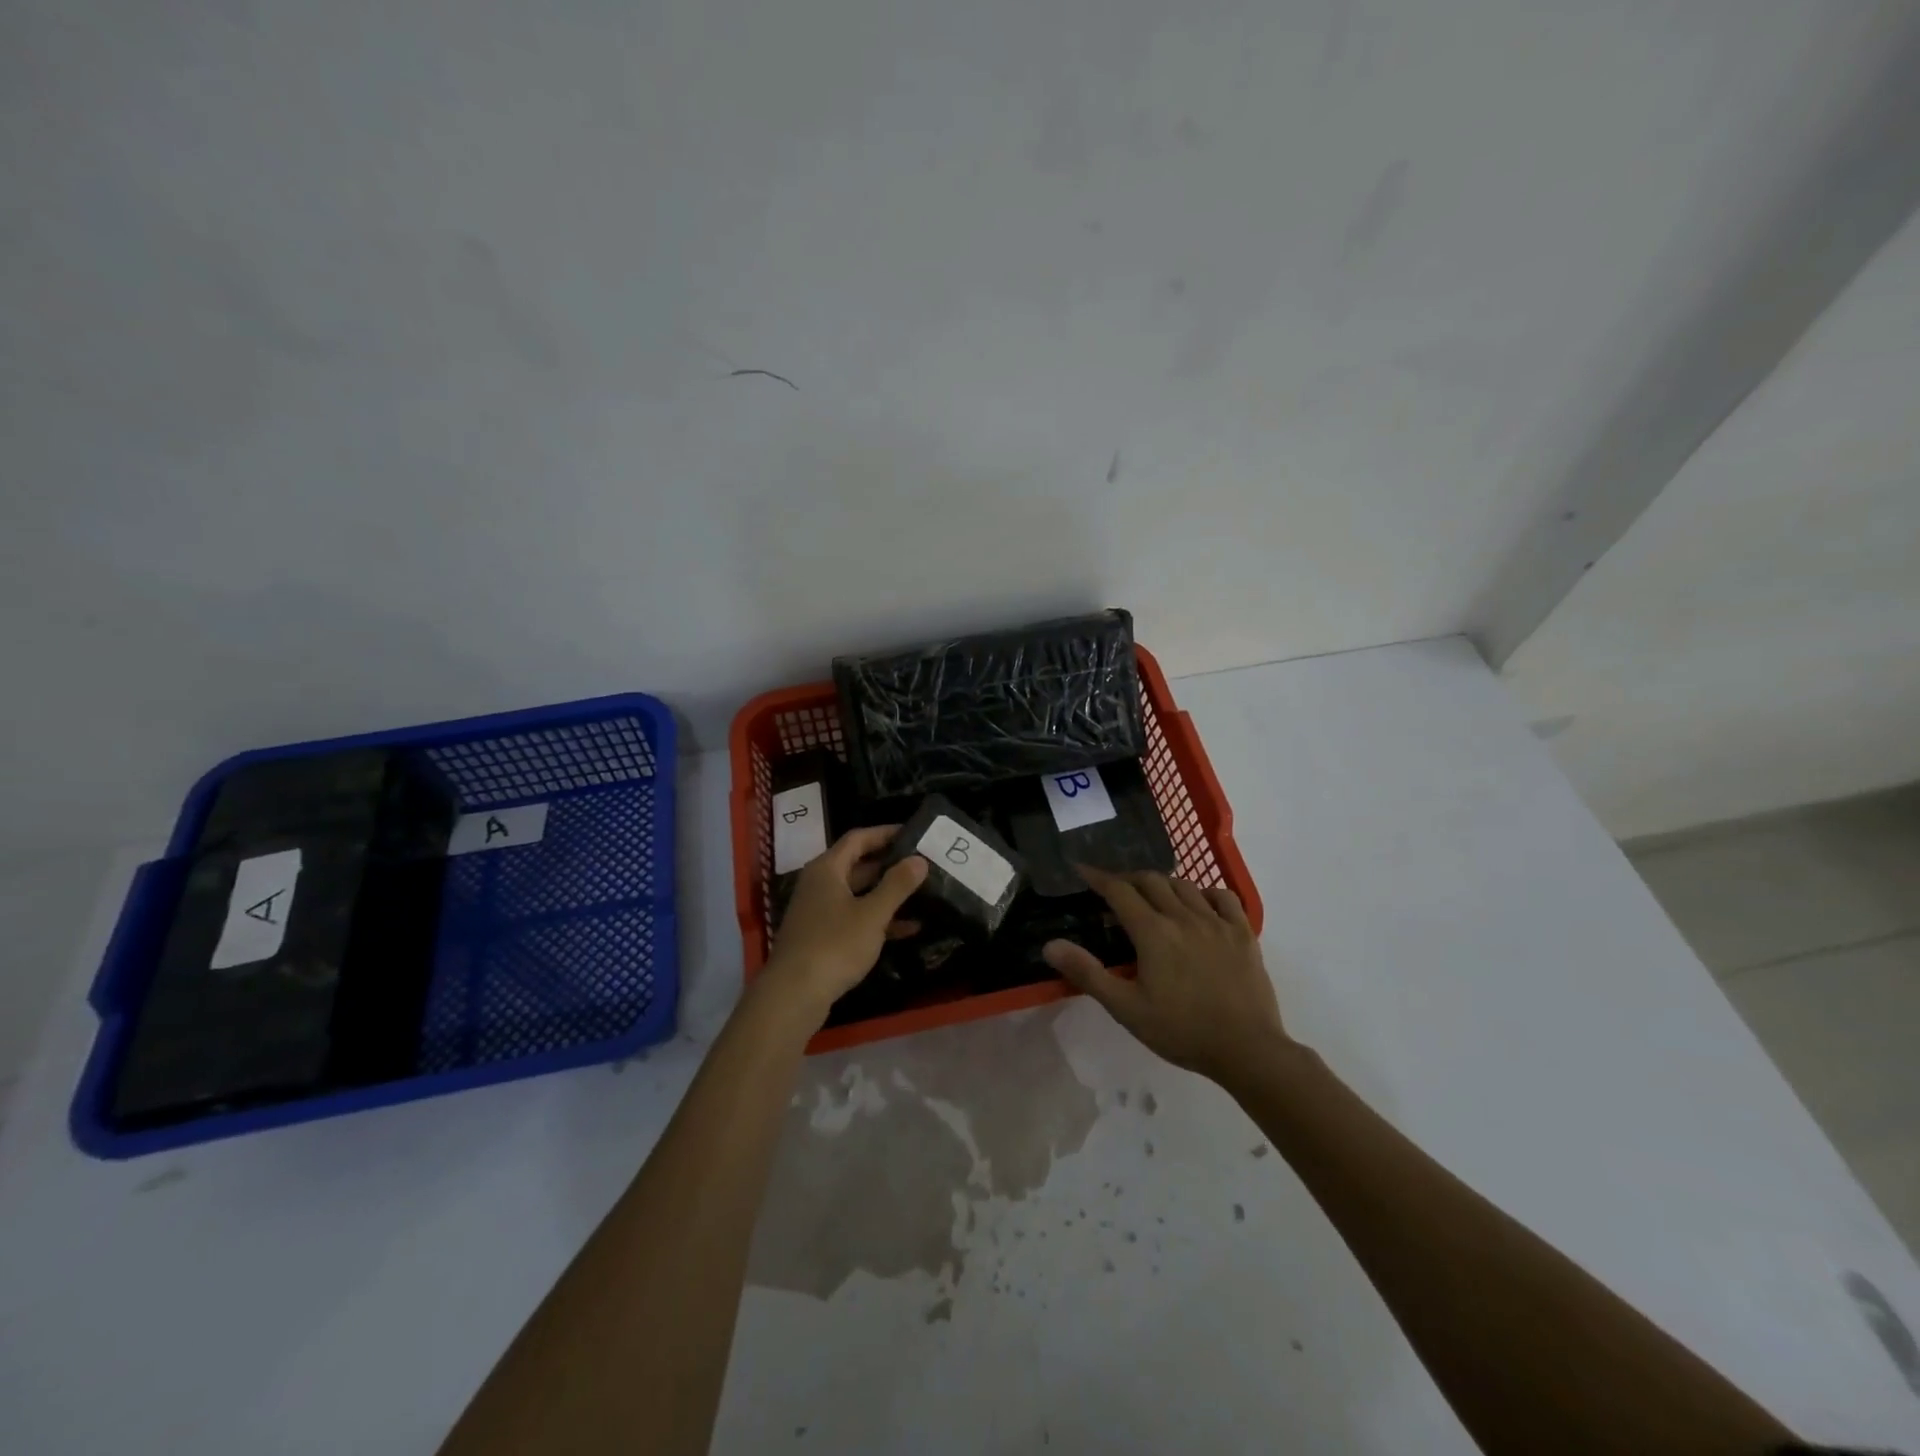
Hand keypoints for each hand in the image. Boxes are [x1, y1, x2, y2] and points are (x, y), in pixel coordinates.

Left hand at [760, 826, 928, 1026]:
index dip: (886, 833)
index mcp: (827, 869)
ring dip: (887, 894)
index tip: (914, 833)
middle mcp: (820, 884)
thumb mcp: (872, 914)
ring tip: (923, 893)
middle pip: (858, 865)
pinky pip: (855, 918)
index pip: (858, 838)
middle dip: (890, 864)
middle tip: (923, 863)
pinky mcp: (822, 936)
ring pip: (858, 894)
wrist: (793, 994)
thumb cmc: (834, 945)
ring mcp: (819, 911)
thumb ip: (897, 885)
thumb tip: (919, 859)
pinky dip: (878, 920)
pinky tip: (909, 929)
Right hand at [1043, 867, 1291, 1085]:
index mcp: (1153, 932)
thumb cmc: (1181, 1031)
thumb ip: (1088, 973)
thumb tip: (1050, 945)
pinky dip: (1205, 893)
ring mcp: (1217, 922)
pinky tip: (1199, 905)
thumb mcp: (1126, 1008)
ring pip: (1185, 885)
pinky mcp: (1243, 933)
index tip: (1081, 869)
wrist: (1247, 1050)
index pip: (1119, 891)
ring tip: (1153, 896)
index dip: (1098, 877)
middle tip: (1115, 889)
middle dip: (1128, 878)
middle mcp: (1184, 917)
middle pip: (1151, 880)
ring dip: (1163, 884)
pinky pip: (1223, 897)